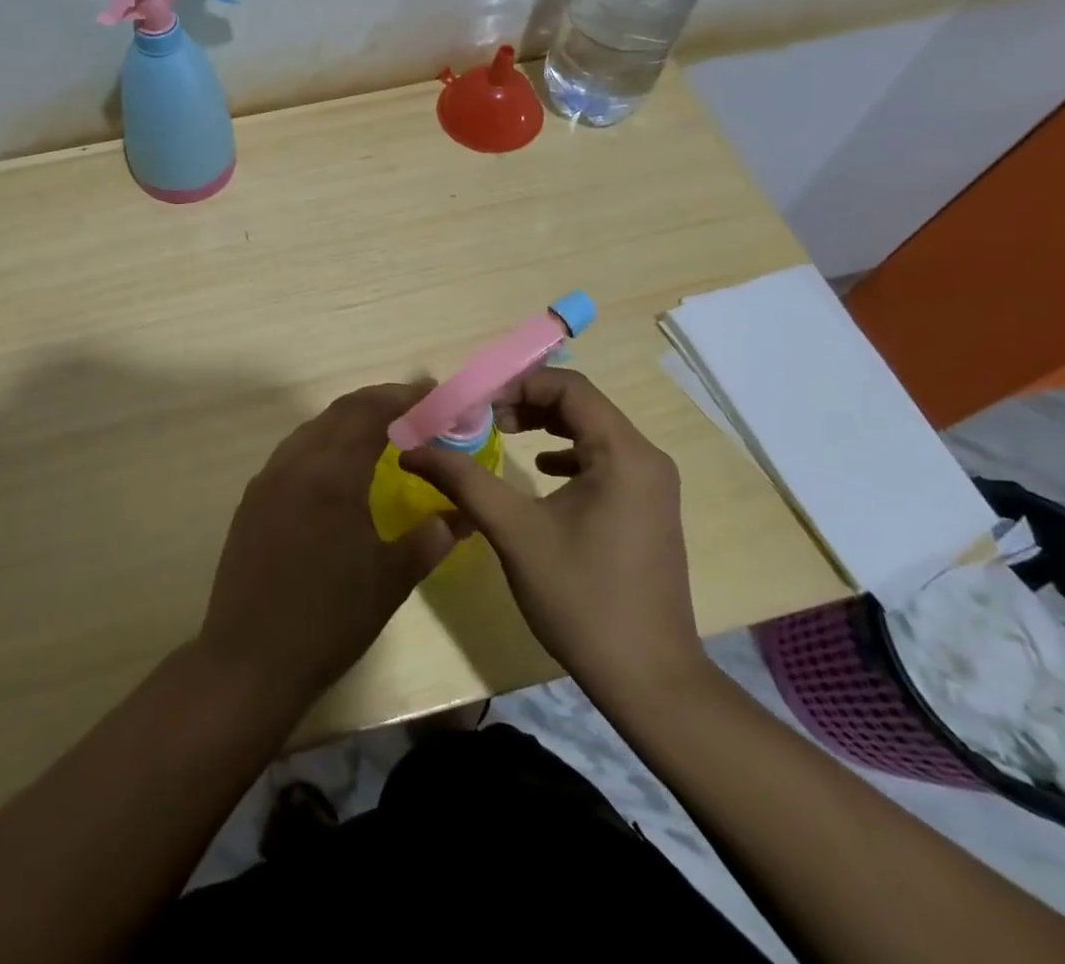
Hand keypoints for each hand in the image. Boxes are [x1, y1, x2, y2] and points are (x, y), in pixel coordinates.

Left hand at [198, 383, 455, 704]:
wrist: (249, 660)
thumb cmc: (328, 620)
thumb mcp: (390, 581)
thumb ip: (428, 540)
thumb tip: (458, 515)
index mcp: (331, 474)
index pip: (369, 413)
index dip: (402, 397)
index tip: (432, 392)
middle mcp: (295, 463)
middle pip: (339, 412)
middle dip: (379, 403)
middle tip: (414, 407)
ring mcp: (268, 480)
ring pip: (313, 429)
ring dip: (348, 421)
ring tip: (382, 432)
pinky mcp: (253, 500)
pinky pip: (294, 453)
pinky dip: (324, 444)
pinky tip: (339, 469)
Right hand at [400, 368, 709, 716]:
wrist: (649, 680)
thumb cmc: (581, 597)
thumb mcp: (514, 531)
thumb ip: (463, 480)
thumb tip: (412, 450)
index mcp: (623, 453)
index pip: (570, 386)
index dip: (518, 384)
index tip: (477, 404)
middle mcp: (646, 458)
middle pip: (582, 404)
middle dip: (528, 402)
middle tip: (484, 419)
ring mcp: (652, 486)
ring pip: (593, 431)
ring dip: (546, 425)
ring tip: (504, 435)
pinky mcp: (647, 510)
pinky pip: (604, 460)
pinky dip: (567, 454)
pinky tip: (541, 473)